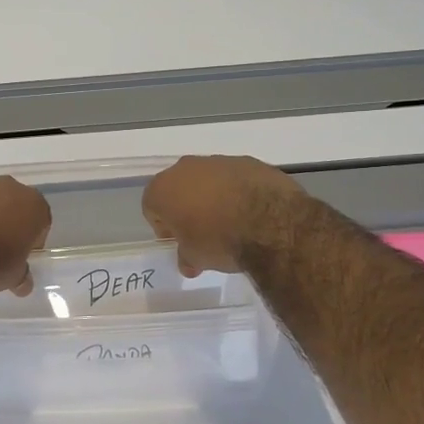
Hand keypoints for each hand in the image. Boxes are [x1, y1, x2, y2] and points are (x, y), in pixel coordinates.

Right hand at [142, 155, 303, 276]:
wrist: (271, 223)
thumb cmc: (219, 240)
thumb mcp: (196, 258)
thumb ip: (186, 257)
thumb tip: (189, 263)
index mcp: (163, 188)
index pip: (152, 208)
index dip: (165, 227)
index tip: (180, 242)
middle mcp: (185, 168)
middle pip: (179, 188)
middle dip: (187, 208)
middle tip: (203, 232)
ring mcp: (218, 161)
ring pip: (208, 180)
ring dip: (213, 197)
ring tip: (231, 222)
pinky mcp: (248, 161)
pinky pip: (235, 178)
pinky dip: (238, 191)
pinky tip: (252, 212)